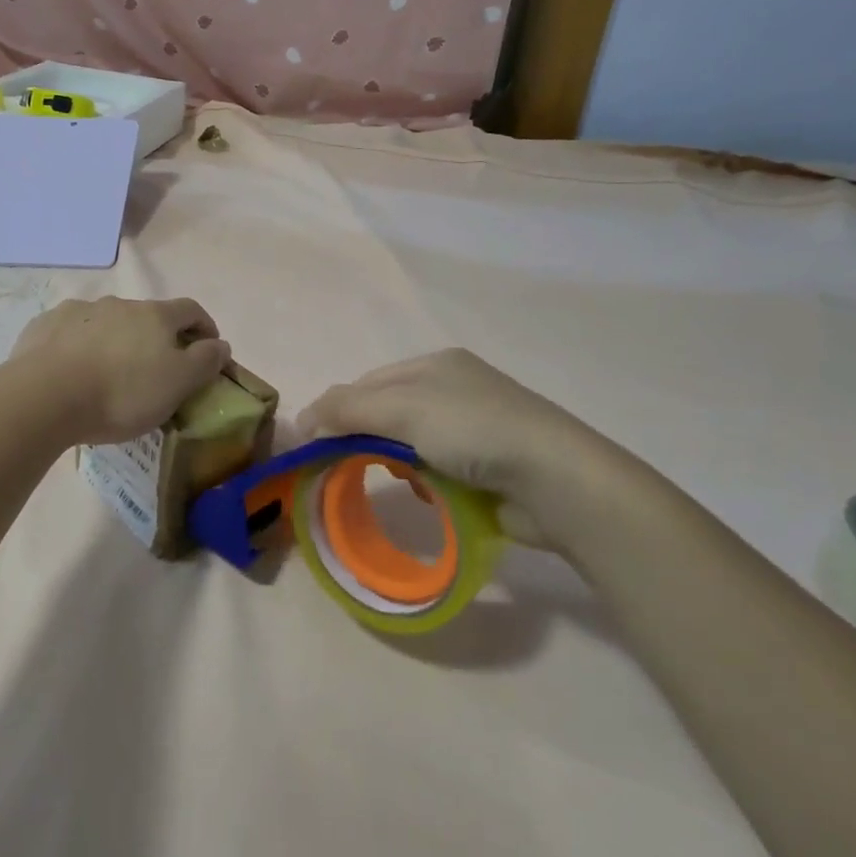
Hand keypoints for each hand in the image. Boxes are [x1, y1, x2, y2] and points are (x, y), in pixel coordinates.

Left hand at [9, 296, 230, 444]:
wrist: (45, 397)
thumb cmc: (121, 393)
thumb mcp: (178, 384)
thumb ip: (205, 361)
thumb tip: (221, 344)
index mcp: (155, 315)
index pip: (190, 310)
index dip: (204, 326)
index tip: (209, 348)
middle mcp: (118, 303)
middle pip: (147, 316)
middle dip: (156, 338)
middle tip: (155, 370)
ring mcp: (78, 311)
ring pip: (107, 322)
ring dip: (116, 340)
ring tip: (109, 373)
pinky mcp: (45, 326)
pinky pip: (71, 332)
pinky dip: (79, 345)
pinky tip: (73, 370)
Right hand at [296, 349, 648, 554]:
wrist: (555, 480)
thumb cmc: (474, 430)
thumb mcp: (403, 409)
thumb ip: (348, 409)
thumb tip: (300, 419)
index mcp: (436, 364)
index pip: (369, 383)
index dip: (337, 410)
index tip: (312, 444)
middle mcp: (454, 388)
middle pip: (388, 412)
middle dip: (366, 437)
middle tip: (343, 467)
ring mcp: (475, 427)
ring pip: (410, 443)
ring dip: (396, 461)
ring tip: (394, 479)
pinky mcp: (488, 464)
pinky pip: (436, 468)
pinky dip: (424, 480)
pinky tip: (426, 492)